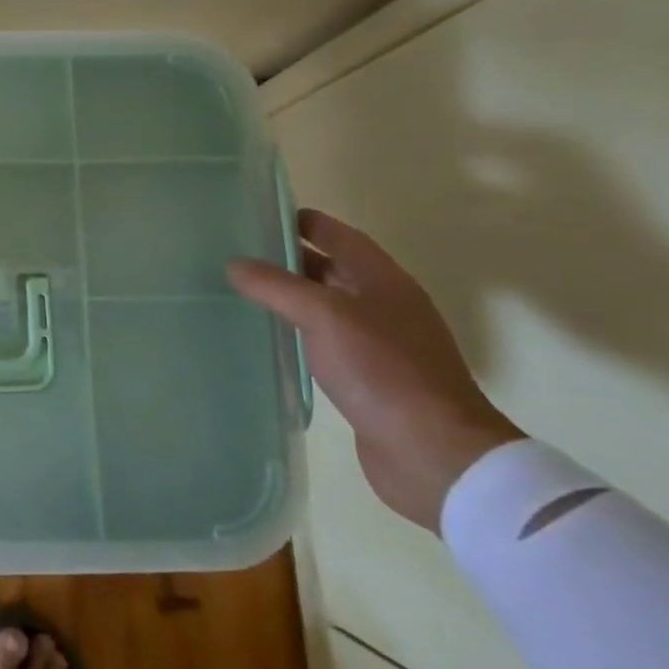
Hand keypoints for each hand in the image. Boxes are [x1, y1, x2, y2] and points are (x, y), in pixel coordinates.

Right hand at [228, 209, 523, 531]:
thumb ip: (276, 286)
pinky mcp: (367, 377)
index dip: (301, 221)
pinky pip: (324, 341)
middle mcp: (382, 304)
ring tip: (239, 291)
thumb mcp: (324, 316)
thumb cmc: (383, 370)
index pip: (338, 235)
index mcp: (382, 280)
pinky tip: (266, 337)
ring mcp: (377, 343)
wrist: (434, 453)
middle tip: (234, 252)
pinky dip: (296, 332)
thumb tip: (235, 264)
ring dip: (288, 297)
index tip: (255, 215)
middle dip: (286, 257)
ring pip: (324, 306)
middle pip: (330, 268)